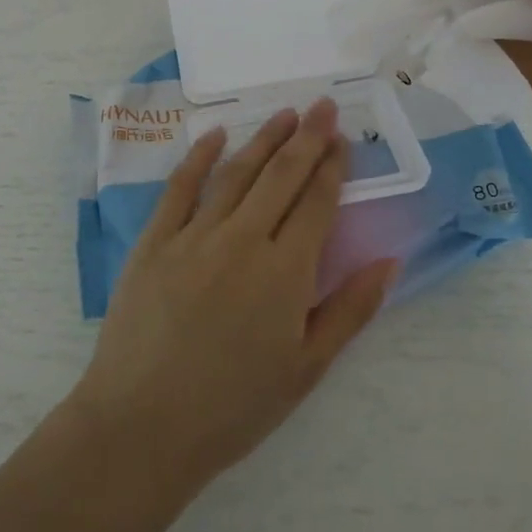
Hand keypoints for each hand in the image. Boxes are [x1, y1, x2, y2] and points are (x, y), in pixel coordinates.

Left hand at [69, 98, 397, 492]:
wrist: (143, 426)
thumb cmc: (233, 407)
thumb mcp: (306, 369)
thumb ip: (350, 310)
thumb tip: (388, 260)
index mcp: (285, 271)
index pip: (316, 203)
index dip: (332, 167)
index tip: (343, 139)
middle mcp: (243, 239)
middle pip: (282, 176)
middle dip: (307, 137)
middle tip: (323, 106)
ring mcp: (194, 235)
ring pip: (237, 173)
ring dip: (264, 139)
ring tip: (285, 114)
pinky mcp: (154, 240)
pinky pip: (180, 187)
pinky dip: (200, 157)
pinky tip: (216, 136)